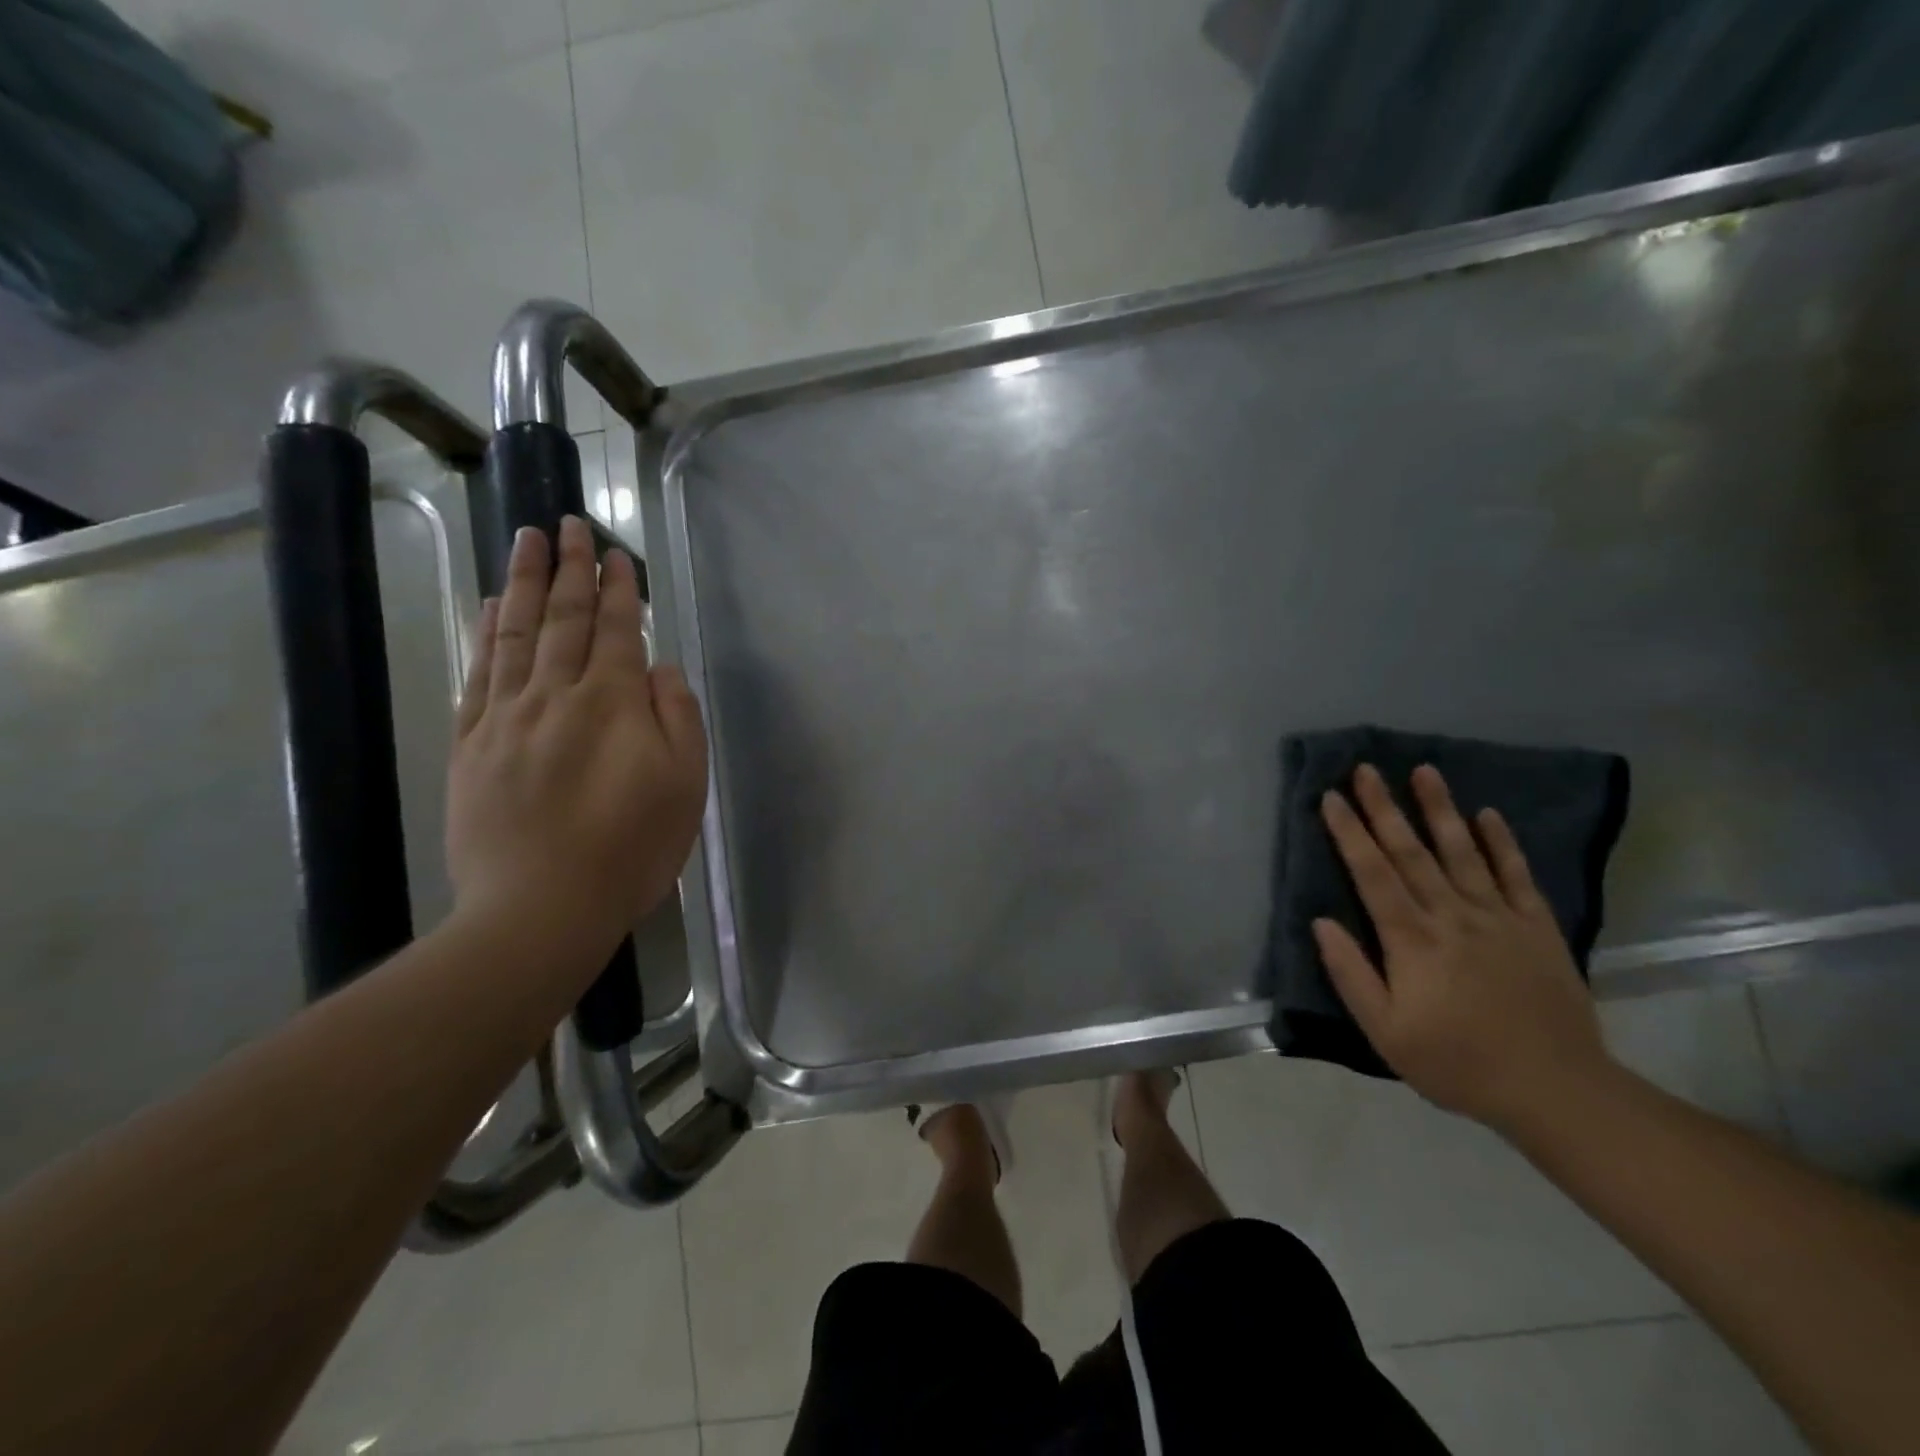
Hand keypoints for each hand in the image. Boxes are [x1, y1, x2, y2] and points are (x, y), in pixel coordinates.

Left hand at [446, 517, 708, 954]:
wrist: (539, 908)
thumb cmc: (631, 848)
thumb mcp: (684, 784)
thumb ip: (677, 717)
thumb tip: (661, 668)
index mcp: (612, 703)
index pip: (615, 630)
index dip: (617, 589)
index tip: (614, 553)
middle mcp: (556, 695)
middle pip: (562, 619)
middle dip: (568, 569)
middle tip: (566, 523)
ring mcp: (506, 717)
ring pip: (515, 634)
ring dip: (521, 583)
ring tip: (525, 541)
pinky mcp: (472, 745)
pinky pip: (478, 673)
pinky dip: (485, 634)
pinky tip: (488, 608)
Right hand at [1314, 764, 1612, 1131]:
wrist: (1556, 1090)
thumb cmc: (1457, 1063)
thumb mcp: (1386, 1032)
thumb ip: (1351, 974)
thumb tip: (1320, 922)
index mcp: (1411, 940)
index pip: (1372, 874)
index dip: (1349, 833)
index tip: (1331, 797)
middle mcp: (1452, 916)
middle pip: (1411, 852)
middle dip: (1384, 808)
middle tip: (1367, 769)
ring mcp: (1499, 918)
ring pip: (1463, 853)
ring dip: (1441, 809)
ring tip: (1424, 771)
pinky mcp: (1538, 929)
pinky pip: (1518, 876)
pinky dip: (1503, 843)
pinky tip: (1488, 815)